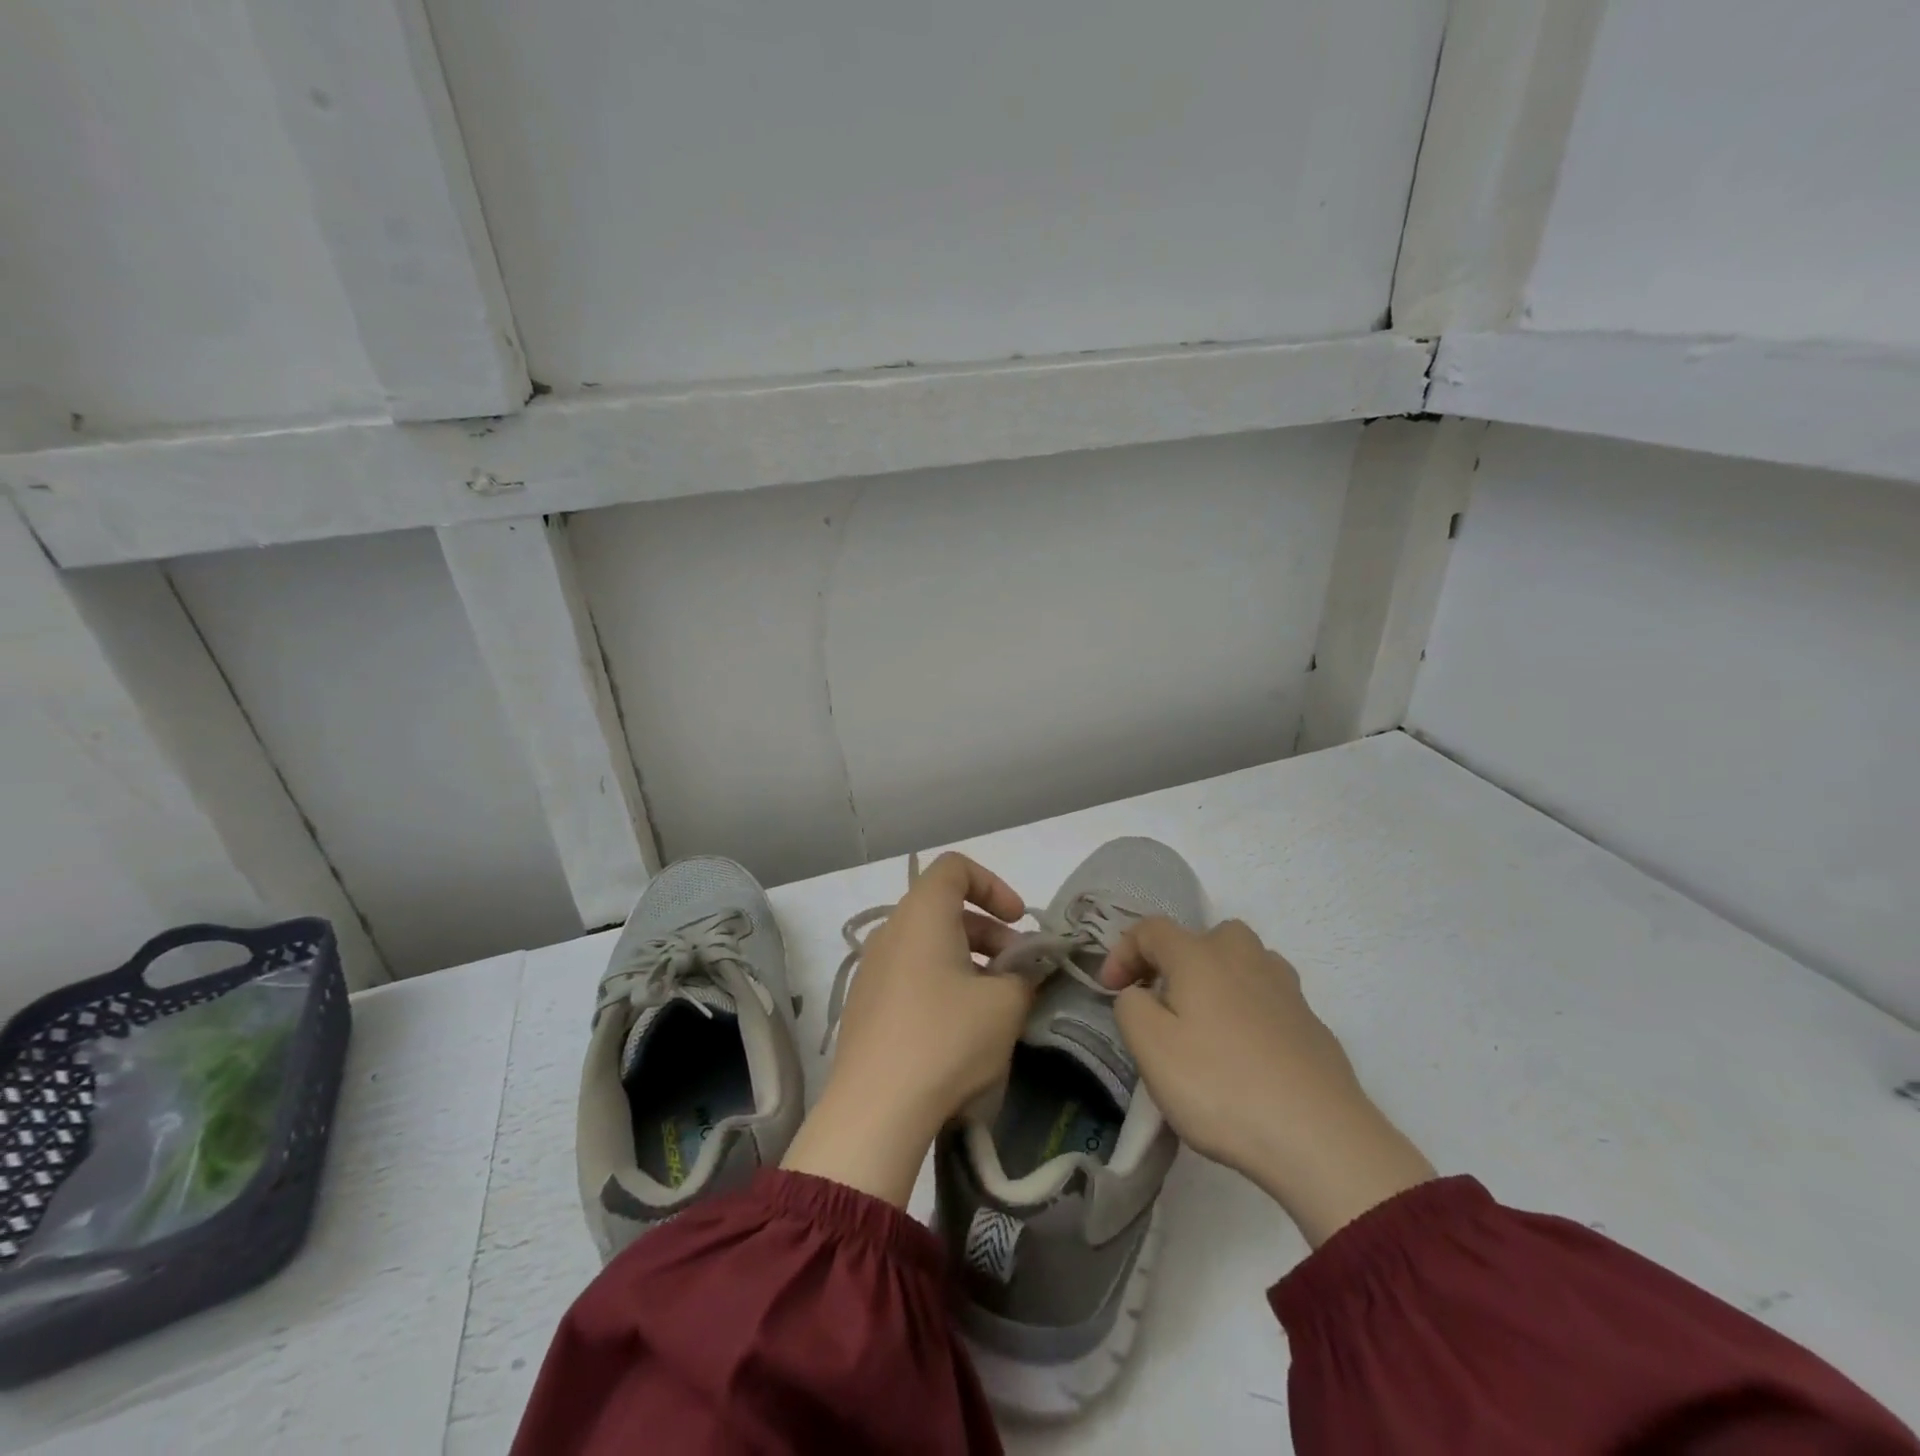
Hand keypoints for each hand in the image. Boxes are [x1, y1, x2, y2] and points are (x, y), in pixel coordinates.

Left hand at [783, 853, 1030, 1205]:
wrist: (875, 1110)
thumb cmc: (946, 1039)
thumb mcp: (1004, 1005)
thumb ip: (1025, 976)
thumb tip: (1025, 972)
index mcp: (921, 914)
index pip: (955, 868)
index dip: (993, 885)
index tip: (1018, 921)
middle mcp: (891, 931)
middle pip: (944, 908)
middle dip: (989, 932)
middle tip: (1019, 970)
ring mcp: (872, 969)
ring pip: (929, 945)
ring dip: (969, 961)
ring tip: (996, 1003)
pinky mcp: (865, 1005)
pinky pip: (911, 974)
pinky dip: (942, 983)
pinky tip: (961, 1028)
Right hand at [1100, 918, 1434, 1245]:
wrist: (1320, 1139)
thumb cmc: (1221, 1086)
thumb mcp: (1150, 1047)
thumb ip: (1130, 1006)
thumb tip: (1140, 994)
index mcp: (1200, 955)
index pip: (1151, 930)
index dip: (1123, 952)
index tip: (1110, 990)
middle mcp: (1244, 957)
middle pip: (1204, 937)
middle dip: (1176, 961)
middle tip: (1163, 1002)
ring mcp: (1285, 989)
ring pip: (1243, 963)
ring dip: (1217, 981)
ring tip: (1205, 1024)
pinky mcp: (1312, 1024)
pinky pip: (1268, 999)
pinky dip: (1248, 1011)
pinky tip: (1246, 1054)